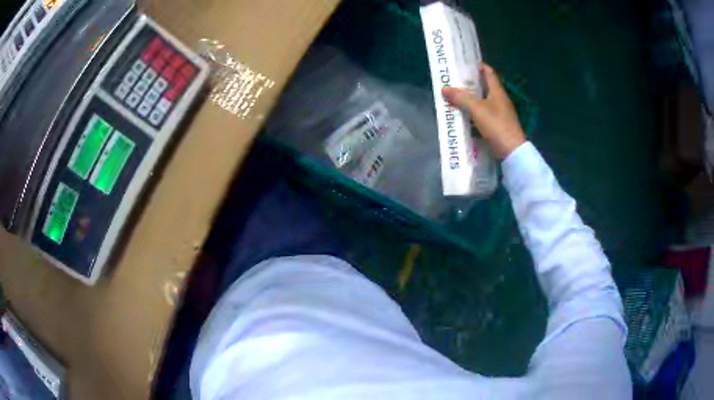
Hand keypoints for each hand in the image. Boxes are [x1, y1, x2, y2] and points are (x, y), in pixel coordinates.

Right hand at [442, 64, 525, 158]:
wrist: (512, 152)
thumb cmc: (497, 125)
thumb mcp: (477, 109)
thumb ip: (461, 98)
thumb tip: (444, 88)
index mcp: (497, 91)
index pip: (488, 72)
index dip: (477, 66)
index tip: (463, 63)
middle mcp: (500, 100)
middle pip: (484, 86)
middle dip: (470, 83)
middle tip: (454, 81)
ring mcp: (500, 113)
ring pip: (482, 101)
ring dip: (470, 99)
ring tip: (454, 97)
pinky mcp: (498, 126)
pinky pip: (483, 115)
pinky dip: (473, 113)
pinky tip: (463, 115)